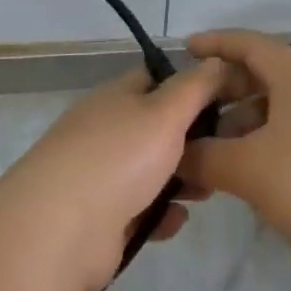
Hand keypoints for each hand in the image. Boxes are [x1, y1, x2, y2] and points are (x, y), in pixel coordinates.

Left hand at [0, 58, 223, 290]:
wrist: (61, 230)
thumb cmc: (118, 158)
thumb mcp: (165, 112)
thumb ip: (196, 87)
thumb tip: (218, 61)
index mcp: (115, 98)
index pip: (156, 78)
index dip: (191, 84)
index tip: (229, 98)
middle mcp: (106, 132)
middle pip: (157, 128)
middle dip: (194, 140)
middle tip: (227, 150)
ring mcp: (101, 176)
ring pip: (152, 172)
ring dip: (182, 180)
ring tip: (209, 189)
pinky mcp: (102, 219)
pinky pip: (141, 211)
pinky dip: (161, 215)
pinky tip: (177, 220)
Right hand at [178, 30, 290, 259]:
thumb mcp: (247, 169)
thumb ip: (204, 158)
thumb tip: (176, 156)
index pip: (251, 44)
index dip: (216, 43)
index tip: (185, 49)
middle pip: (264, 75)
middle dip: (226, 90)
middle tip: (194, 109)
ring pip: (279, 106)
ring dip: (244, 120)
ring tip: (215, 149)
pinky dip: (266, 139)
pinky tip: (249, 169)